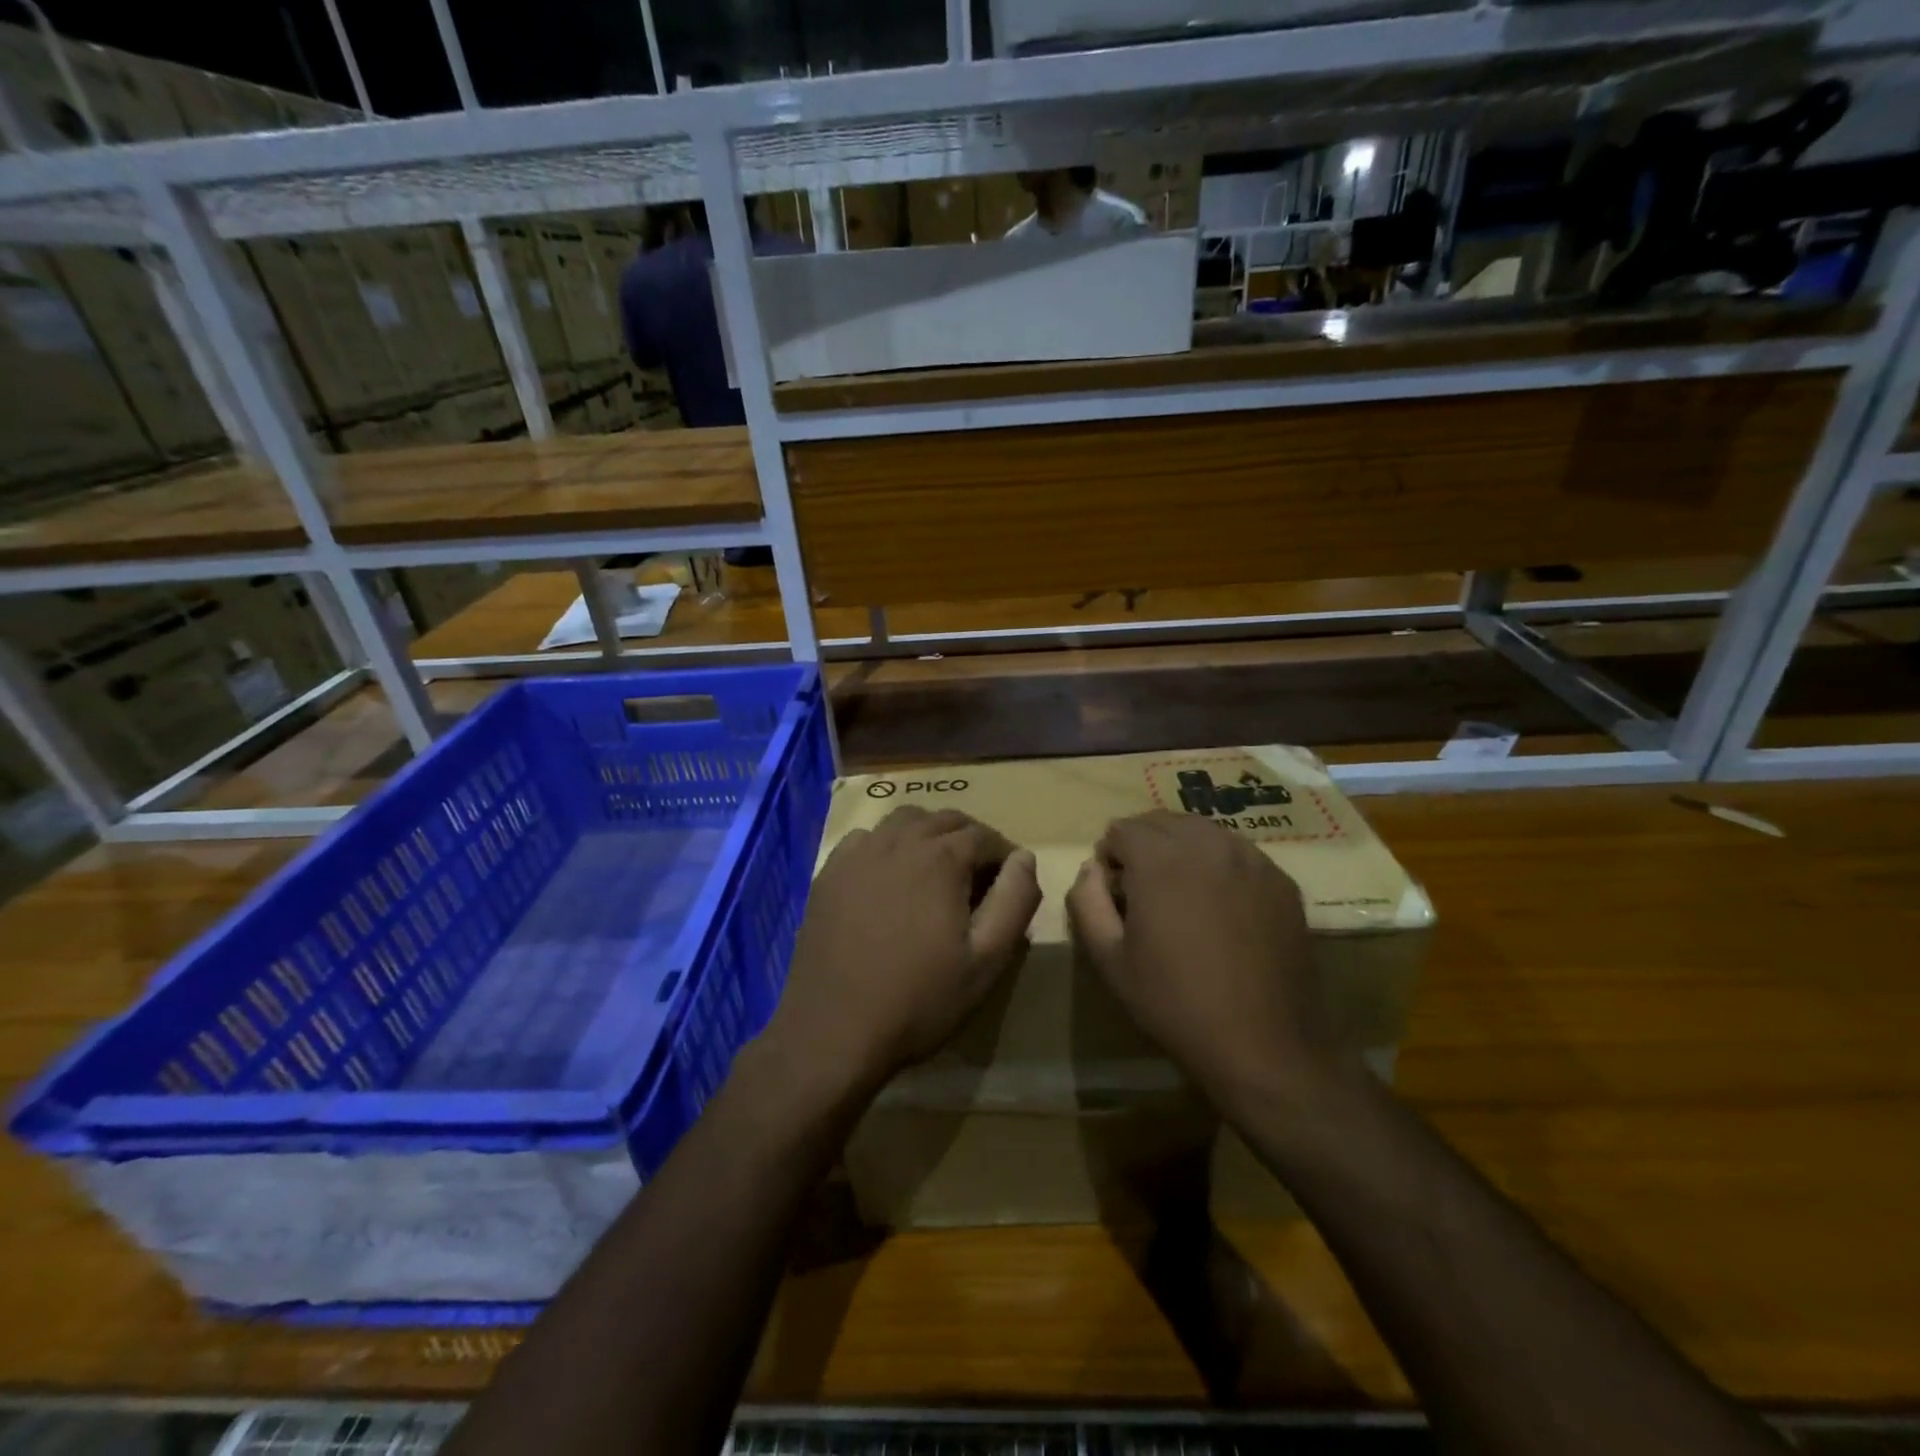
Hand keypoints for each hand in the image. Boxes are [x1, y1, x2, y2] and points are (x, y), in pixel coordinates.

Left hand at [762, 806, 1040, 1103]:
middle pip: (945, 820)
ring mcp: (858, 854)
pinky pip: (866, 838)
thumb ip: (1014, 901)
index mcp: (940, 859)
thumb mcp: (986, 960)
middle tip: (980, 875)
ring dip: (929, 833)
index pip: (984, 836)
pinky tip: (890, 876)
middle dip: (970, 838)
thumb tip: (1024, 857)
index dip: (1004, 854)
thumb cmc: (919, 1000)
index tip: (1011, 881)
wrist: (833, 1031)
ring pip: (904, 821)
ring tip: (938, 869)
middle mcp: (898, 842)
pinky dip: (888, 844)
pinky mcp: (829, 873)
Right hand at [1066, 810, 1339, 1117]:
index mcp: (1160, 859)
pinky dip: (1219, 865)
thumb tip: (1091, 868)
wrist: (1262, 1044)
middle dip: (1143, 845)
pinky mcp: (1281, 881)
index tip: (1114, 893)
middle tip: (1142, 891)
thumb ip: (1087, 901)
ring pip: (1203, 832)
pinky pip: (1238, 853)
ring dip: (1181, 850)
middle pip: (1162, 822)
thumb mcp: (1109, 958)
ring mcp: (1251, 859)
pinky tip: (1221, 907)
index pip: (1122, 829)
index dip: (1109, 857)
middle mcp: (1207, 844)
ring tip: (1181, 895)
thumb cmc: (1175, 1002)